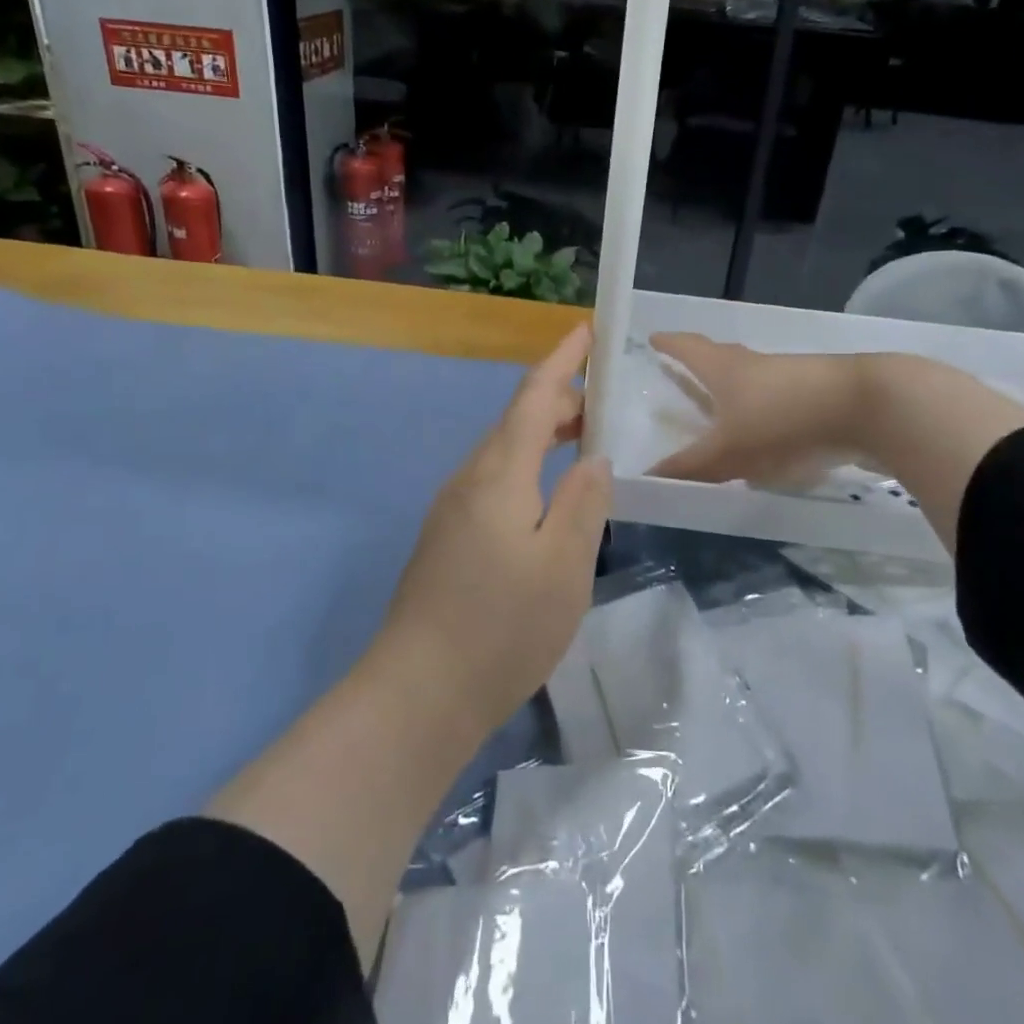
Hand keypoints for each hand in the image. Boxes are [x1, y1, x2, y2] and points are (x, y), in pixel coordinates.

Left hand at [373, 323, 612, 735]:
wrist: (419, 692)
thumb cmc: (502, 627)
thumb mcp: (564, 565)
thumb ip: (584, 502)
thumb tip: (593, 457)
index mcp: (498, 475)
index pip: (532, 398)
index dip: (560, 360)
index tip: (585, 330)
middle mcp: (469, 480)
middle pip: (515, 422)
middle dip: (558, 401)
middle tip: (604, 403)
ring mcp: (452, 510)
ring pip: (503, 454)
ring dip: (542, 437)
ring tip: (582, 442)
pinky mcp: (447, 538)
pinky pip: (494, 483)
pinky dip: (527, 469)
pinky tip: (547, 497)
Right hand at [647, 333, 868, 486]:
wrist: (866, 407)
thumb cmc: (782, 420)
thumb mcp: (729, 452)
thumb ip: (689, 467)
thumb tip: (647, 478)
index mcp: (723, 368)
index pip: (687, 347)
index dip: (668, 344)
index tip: (653, 339)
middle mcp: (753, 363)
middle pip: (719, 357)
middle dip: (698, 364)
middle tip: (682, 371)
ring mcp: (788, 375)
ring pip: (750, 378)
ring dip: (732, 389)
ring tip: (721, 408)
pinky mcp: (816, 392)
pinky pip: (777, 397)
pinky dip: (762, 409)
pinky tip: (765, 432)